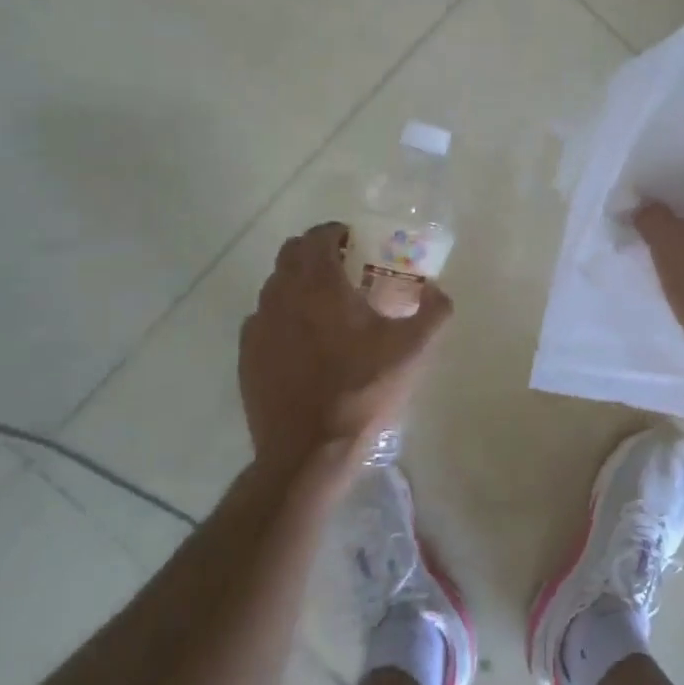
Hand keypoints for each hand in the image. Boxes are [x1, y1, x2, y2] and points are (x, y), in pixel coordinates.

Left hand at [238, 222, 453, 469]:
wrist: (309, 451)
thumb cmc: (362, 391)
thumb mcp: (414, 349)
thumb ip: (433, 310)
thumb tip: (436, 289)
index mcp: (319, 284)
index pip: (317, 236)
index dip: (336, 232)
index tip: (356, 243)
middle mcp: (281, 295)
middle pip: (290, 254)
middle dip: (315, 252)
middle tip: (344, 269)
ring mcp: (258, 327)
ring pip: (274, 285)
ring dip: (297, 283)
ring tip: (325, 307)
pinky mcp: (247, 356)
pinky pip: (263, 320)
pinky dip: (282, 316)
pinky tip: (303, 342)